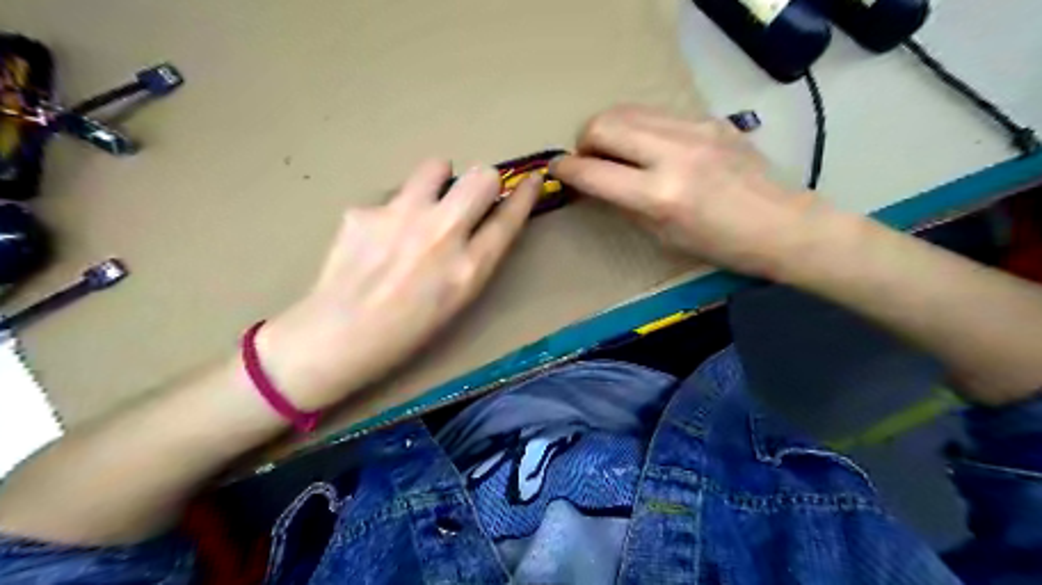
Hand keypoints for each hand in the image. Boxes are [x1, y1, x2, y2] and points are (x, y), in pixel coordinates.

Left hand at [259, 158, 540, 408]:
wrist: (336, 337)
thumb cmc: (405, 333)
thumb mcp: (456, 302)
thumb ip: (474, 259)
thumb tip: (481, 222)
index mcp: (469, 268)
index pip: (509, 218)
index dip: (525, 195)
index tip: (532, 180)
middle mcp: (441, 234)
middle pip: (481, 177)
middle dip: (483, 182)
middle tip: (468, 198)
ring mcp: (401, 217)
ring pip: (436, 167)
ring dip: (437, 183)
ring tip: (419, 209)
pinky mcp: (365, 210)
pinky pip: (392, 196)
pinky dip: (393, 211)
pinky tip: (376, 238)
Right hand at [548, 104, 826, 279]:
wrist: (781, 225)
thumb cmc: (719, 246)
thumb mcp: (662, 237)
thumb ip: (623, 205)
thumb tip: (596, 184)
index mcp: (660, 196)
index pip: (593, 171)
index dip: (566, 169)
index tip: (557, 169)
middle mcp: (673, 155)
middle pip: (604, 124)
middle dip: (584, 140)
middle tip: (589, 159)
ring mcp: (694, 130)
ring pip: (627, 110)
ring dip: (609, 128)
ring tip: (615, 150)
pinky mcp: (709, 119)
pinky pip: (656, 114)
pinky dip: (639, 128)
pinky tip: (649, 146)